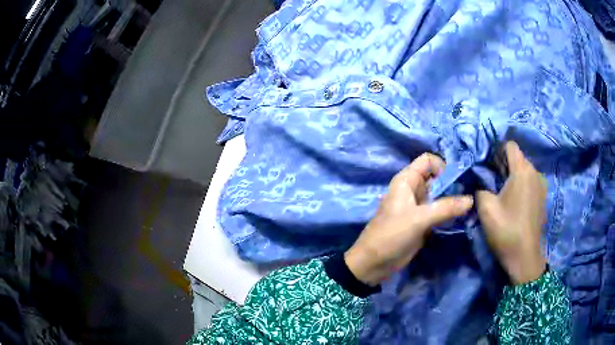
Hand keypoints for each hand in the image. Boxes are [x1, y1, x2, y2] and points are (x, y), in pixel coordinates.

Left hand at [344, 153, 473, 285]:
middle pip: (437, 177)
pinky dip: (450, 212)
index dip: (443, 166)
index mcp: (406, 180)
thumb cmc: (392, 235)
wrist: (374, 263)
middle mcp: (413, 189)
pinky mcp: (422, 221)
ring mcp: (418, 206)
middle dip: (453, 184)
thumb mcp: (419, 219)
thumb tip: (471, 199)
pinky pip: (439, 210)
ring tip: (470, 206)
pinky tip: (462, 216)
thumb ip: (446, 207)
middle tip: (470, 194)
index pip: (428, 160)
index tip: (457, 181)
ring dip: (454, 199)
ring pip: (440, 195)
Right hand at [476, 141, 546, 284]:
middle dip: (504, 165)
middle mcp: (535, 172)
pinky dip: (522, 186)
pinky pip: (531, 182)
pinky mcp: (543, 198)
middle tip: (492, 182)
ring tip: (504, 194)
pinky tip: (515, 203)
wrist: (524, 257)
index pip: (510, 145)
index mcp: (522, 170)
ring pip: (525, 170)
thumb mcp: (486, 208)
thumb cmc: (506, 229)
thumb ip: (480, 187)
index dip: (497, 151)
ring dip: (514, 176)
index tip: (488, 166)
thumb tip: (479, 180)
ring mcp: (541, 185)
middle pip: (518, 158)